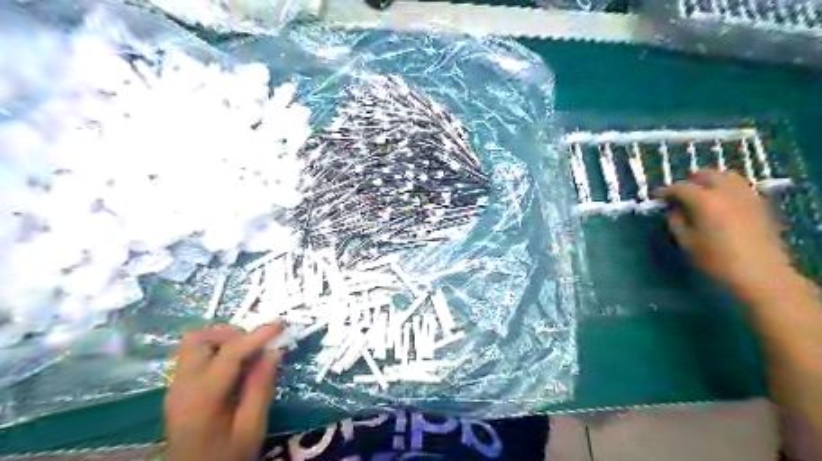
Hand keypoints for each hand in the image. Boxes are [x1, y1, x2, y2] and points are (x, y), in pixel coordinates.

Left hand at [165, 322, 286, 460]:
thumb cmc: (227, 456)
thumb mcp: (252, 428)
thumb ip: (261, 387)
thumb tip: (275, 351)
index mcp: (202, 399)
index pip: (229, 354)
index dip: (257, 335)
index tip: (281, 325)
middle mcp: (182, 386)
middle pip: (198, 339)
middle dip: (231, 333)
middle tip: (257, 344)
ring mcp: (176, 386)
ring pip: (194, 343)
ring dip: (223, 339)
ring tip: (248, 353)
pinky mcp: (179, 389)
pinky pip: (195, 355)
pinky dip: (218, 349)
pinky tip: (237, 366)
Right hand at [660, 169, 792, 295]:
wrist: (761, 274)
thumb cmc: (715, 260)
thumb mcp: (686, 242)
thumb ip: (675, 221)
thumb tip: (673, 208)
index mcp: (704, 200)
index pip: (680, 187)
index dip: (665, 191)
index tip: (657, 198)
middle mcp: (726, 192)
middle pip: (706, 174)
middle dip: (689, 182)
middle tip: (679, 196)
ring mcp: (747, 196)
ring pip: (727, 176)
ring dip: (710, 182)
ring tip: (701, 197)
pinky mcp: (760, 204)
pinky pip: (740, 187)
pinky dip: (726, 189)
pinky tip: (721, 205)